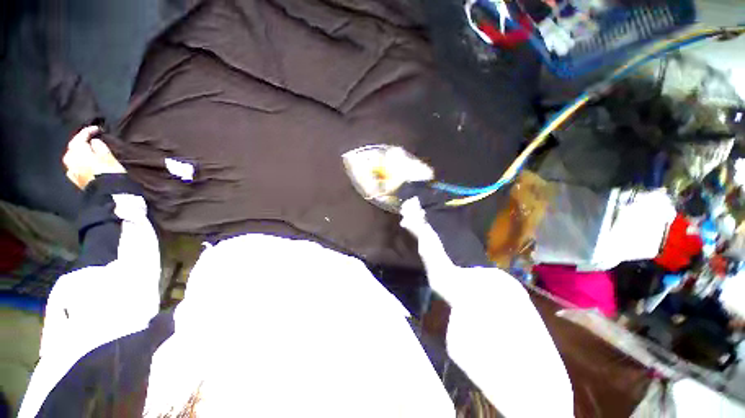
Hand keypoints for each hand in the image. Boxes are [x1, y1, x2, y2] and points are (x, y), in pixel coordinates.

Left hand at [62, 126, 125, 189]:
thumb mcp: (108, 156)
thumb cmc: (110, 172)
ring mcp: (71, 171)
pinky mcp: (75, 179)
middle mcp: (71, 159)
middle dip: (80, 142)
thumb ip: (99, 147)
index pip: (80, 137)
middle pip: (73, 147)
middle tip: (89, 139)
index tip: (97, 128)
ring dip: (78, 152)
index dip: (88, 131)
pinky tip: (82, 163)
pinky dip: (77, 162)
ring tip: (86, 151)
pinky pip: (73, 167)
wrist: (109, 193)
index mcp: (78, 151)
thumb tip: (94, 141)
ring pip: (72, 157)